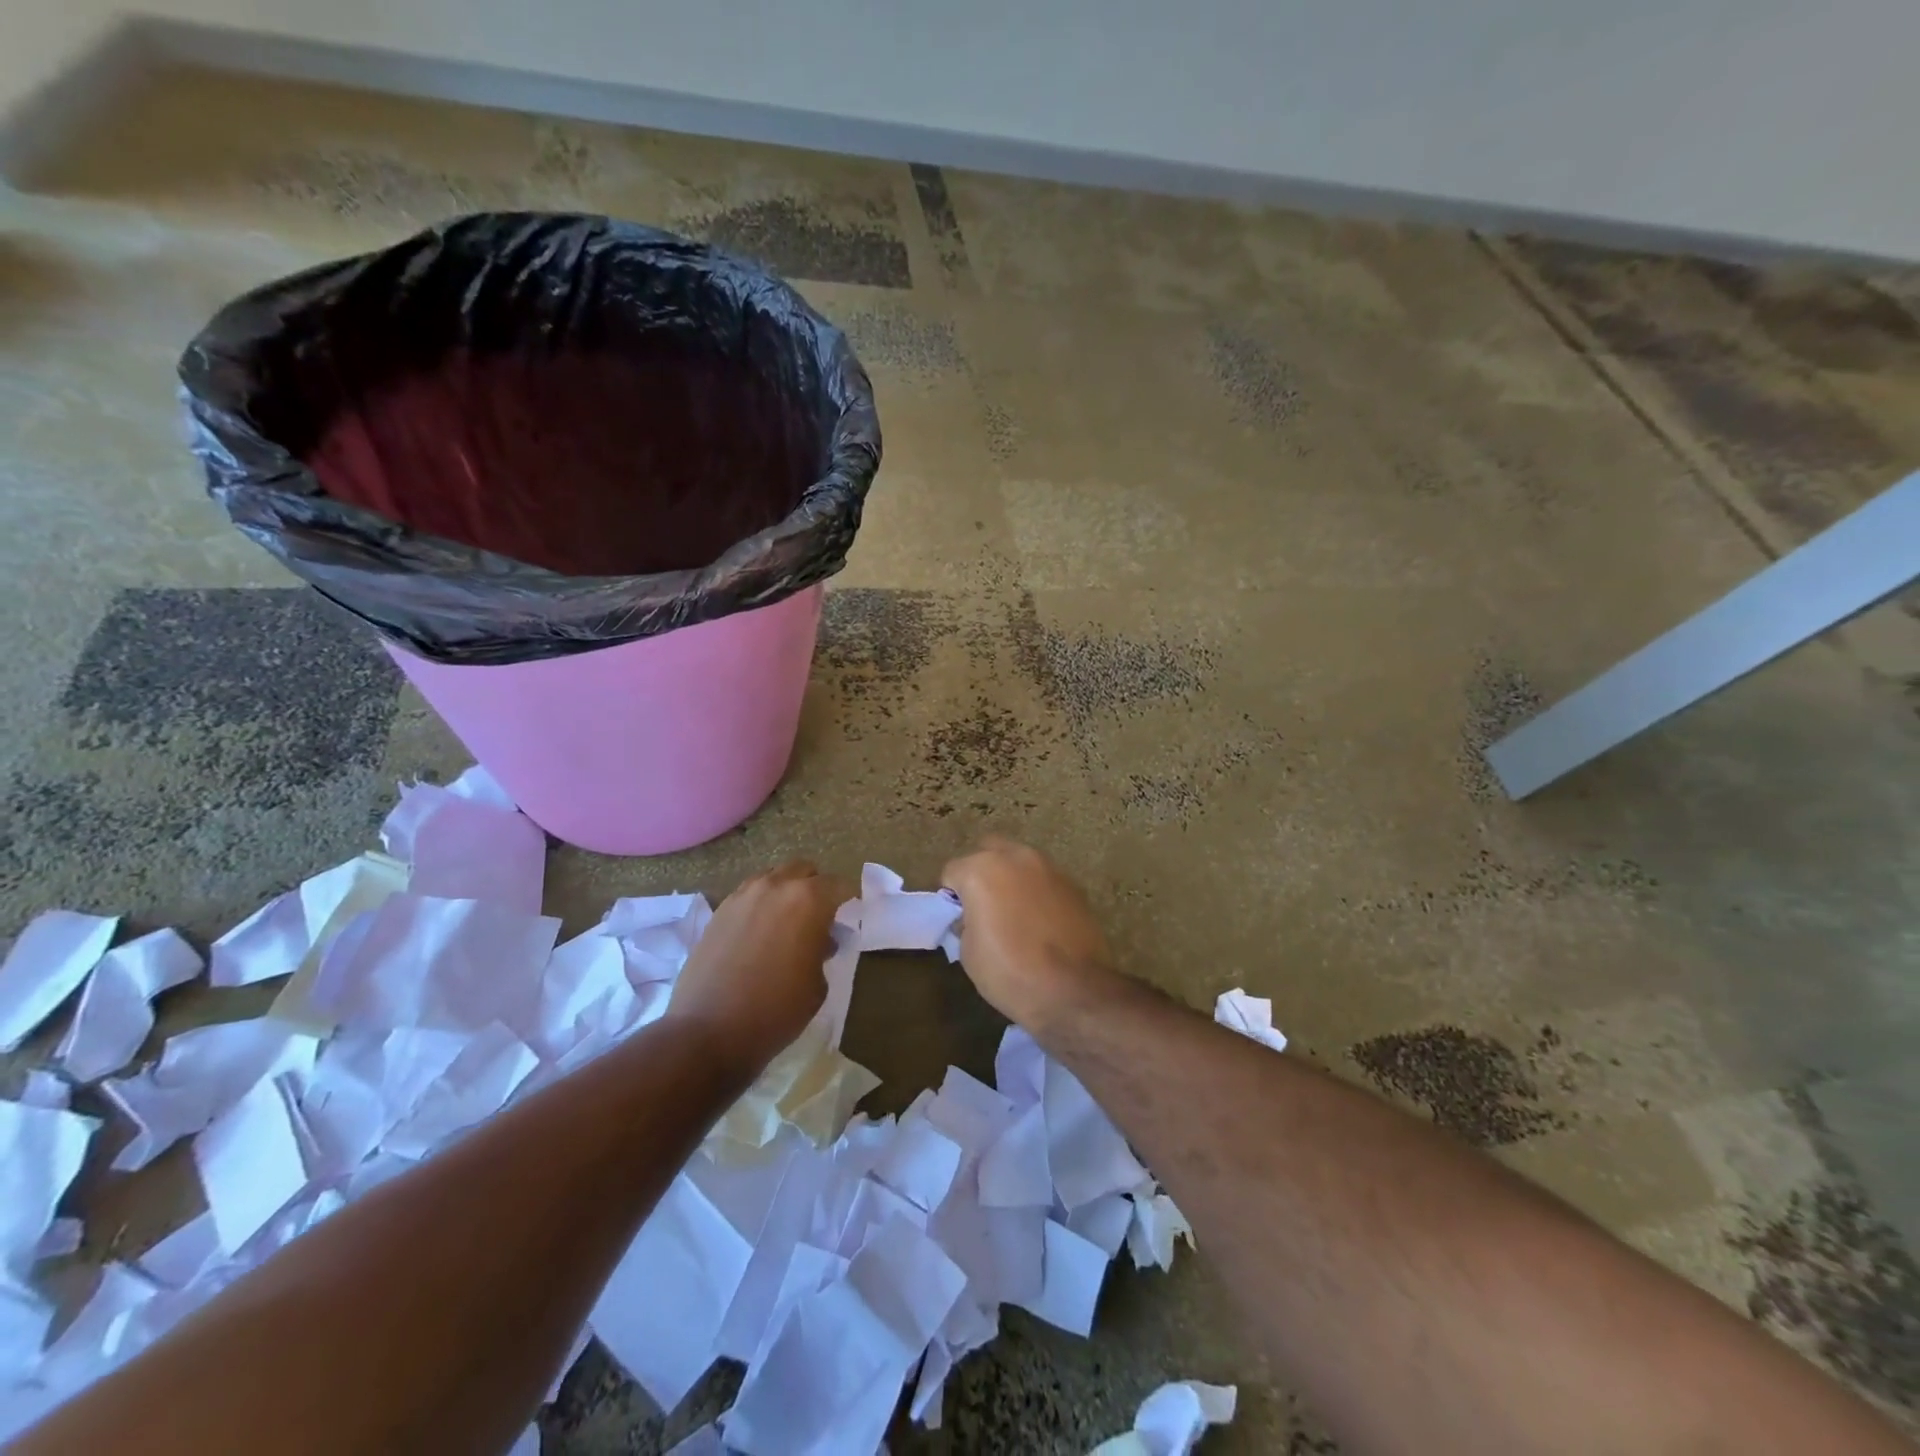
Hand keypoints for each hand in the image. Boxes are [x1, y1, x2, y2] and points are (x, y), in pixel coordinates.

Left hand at [667, 860, 846, 1081]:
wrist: (708, 1031)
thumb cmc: (776, 1010)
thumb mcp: (817, 984)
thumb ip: (822, 950)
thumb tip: (819, 940)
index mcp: (808, 900)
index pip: (839, 885)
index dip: (849, 900)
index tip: (850, 917)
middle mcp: (776, 886)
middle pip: (804, 871)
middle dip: (816, 888)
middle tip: (819, 918)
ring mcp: (743, 895)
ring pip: (774, 877)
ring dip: (786, 892)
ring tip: (787, 923)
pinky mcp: (719, 910)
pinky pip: (749, 894)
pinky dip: (761, 904)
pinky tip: (760, 932)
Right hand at [941, 836, 1116, 1031]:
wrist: (1073, 990)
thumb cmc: (1010, 972)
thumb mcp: (968, 953)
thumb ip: (965, 922)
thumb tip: (972, 917)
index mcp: (982, 870)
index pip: (952, 871)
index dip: (951, 896)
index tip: (958, 919)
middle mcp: (1015, 857)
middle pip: (988, 851)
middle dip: (981, 873)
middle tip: (983, 906)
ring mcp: (1048, 867)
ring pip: (1019, 861)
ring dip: (1011, 878)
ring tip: (1014, 912)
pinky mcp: (1073, 884)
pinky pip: (1043, 879)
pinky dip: (1036, 891)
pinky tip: (1040, 921)